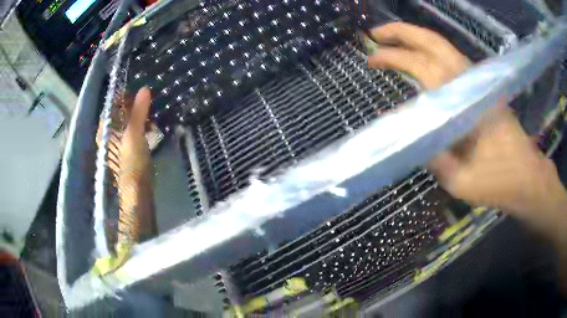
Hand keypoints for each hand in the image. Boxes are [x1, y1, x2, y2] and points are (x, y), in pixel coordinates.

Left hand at [96, 87, 154, 260]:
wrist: (137, 191)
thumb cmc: (132, 162)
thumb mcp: (135, 134)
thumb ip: (138, 111)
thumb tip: (144, 89)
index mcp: (106, 130)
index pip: (111, 106)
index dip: (124, 97)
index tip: (139, 95)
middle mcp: (108, 135)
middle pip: (119, 114)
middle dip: (134, 108)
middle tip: (148, 107)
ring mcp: (117, 144)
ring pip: (127, 123)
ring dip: (139, 118)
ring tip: (152, 120)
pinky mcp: (126, 151)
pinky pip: (132, 132)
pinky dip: (141, 128)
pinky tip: (151, 130)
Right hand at [367, 22, 566, 223]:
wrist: (526, 176)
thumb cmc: (497, 181)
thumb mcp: (459, 180)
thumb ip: (431, 154)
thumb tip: (404, 132)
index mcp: (463, 102)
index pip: (423, 66)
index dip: (394, 58)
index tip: (371, 59)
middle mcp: (470, 82)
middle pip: (433, 42)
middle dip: (401, 32)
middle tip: (375, 34)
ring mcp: (478, 82)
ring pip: (443, 46)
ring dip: (415, 38)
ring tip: (391, 40)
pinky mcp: (483, 88)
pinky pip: (452, 59)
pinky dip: (431, 50)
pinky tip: (420, 57)